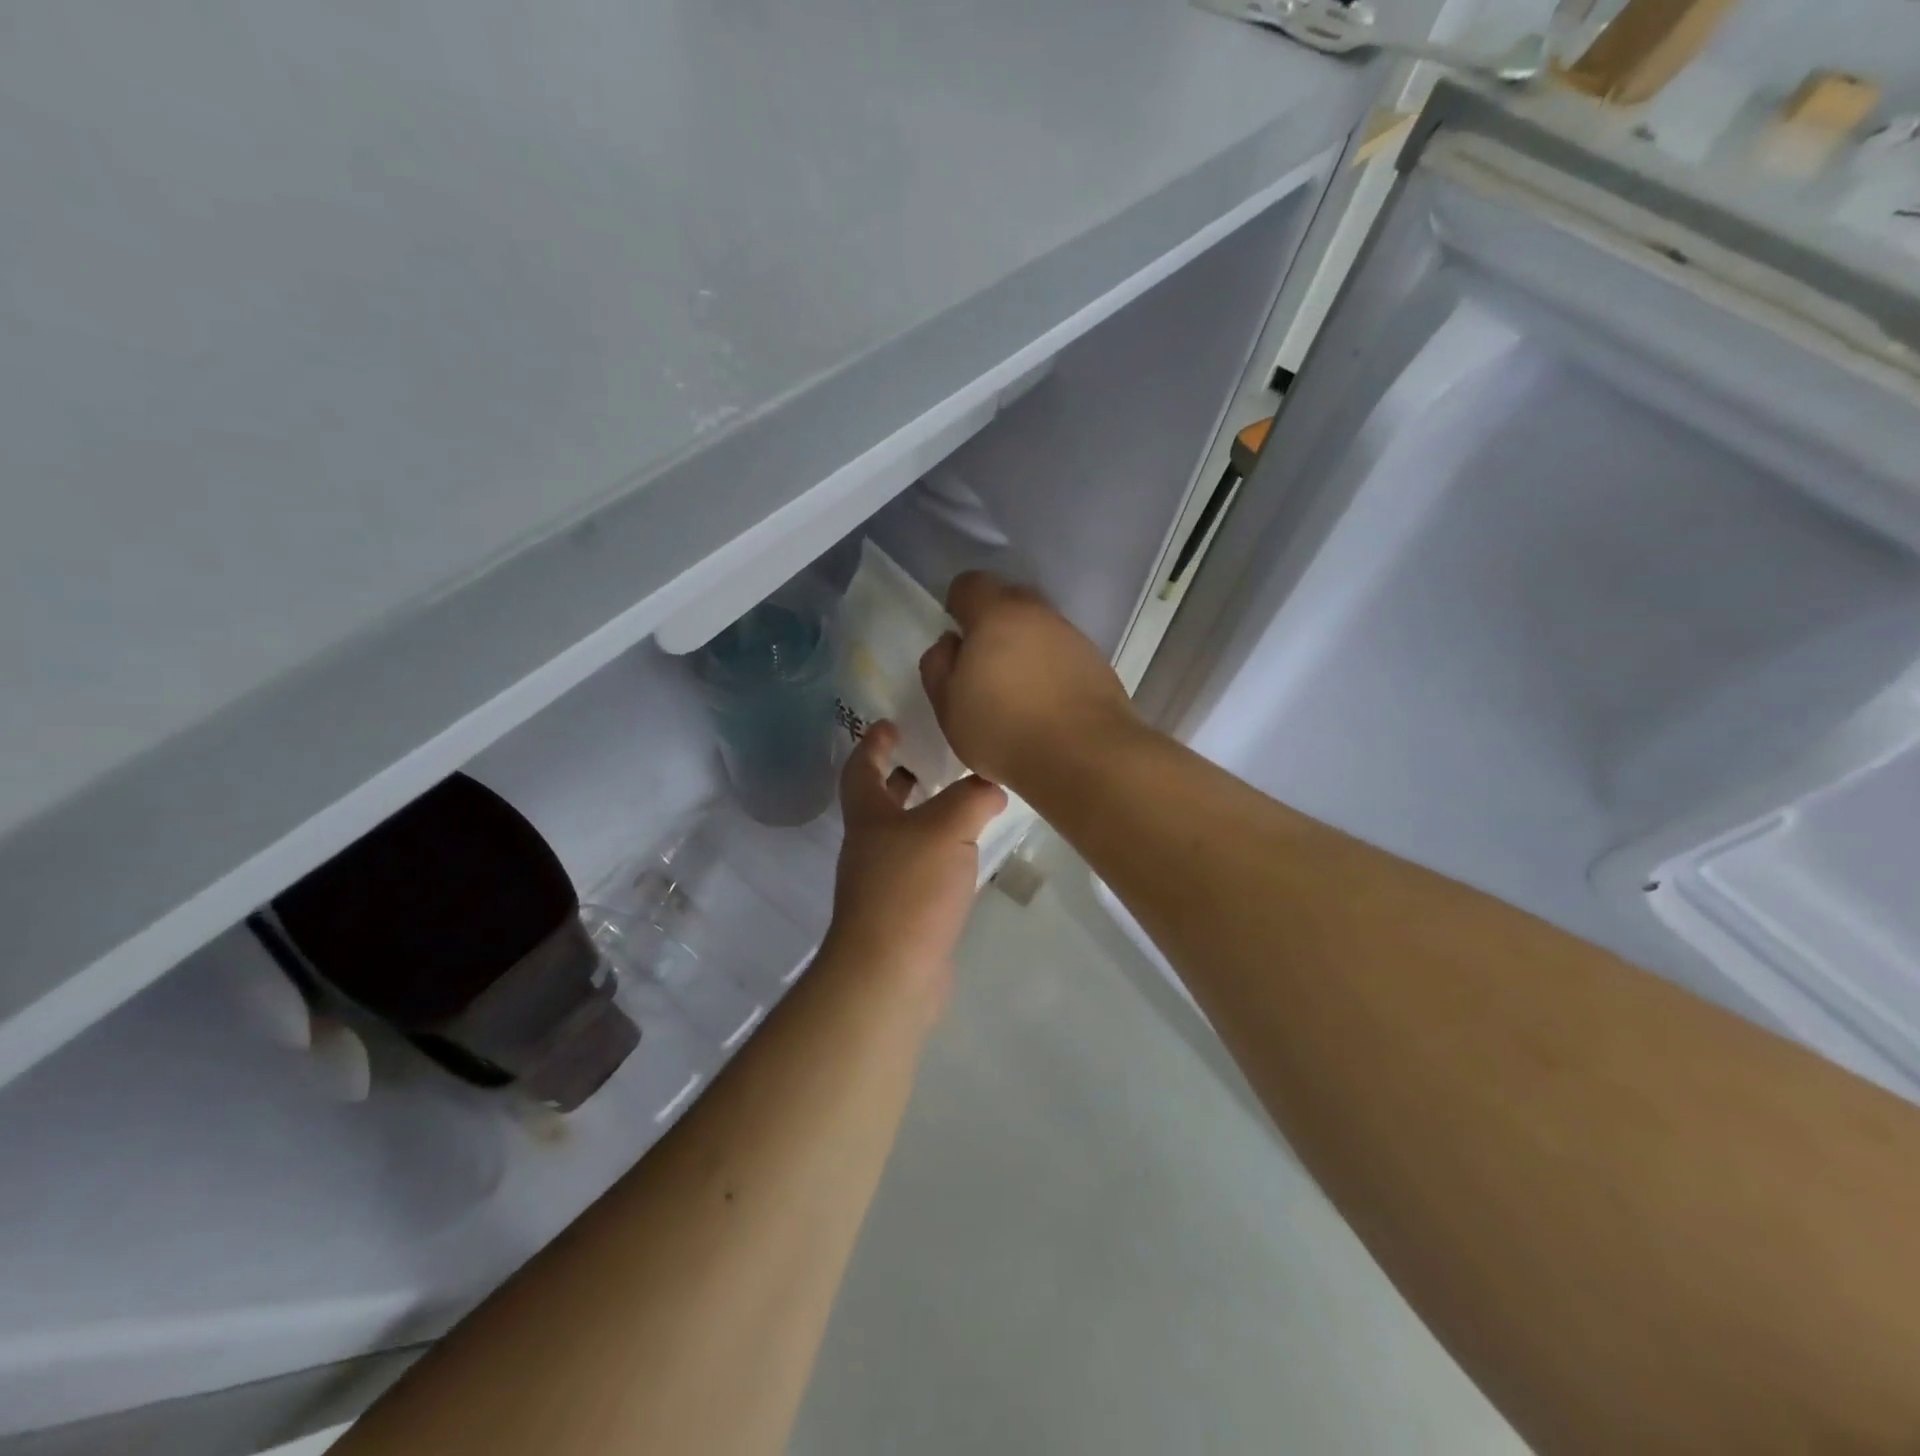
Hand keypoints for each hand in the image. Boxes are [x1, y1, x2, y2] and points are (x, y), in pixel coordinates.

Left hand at [826, 721, 1006, 1006]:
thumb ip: (973, 798)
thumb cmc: (910, 888)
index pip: (861, 768)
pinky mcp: (901, 913)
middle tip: (927, 758)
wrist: (891, 971)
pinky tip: (966, 854)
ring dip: (922, 816)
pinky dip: (938, 852)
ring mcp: (882, 883)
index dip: (872, 743)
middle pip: (878, 802)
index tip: (889, 723)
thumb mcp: (947, 827)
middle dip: (898, 777)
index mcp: (868, 816)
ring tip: (960, 802)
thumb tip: (992, 785)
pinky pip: (919, 869)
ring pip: (902, 836)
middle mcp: (869, 846)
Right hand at [918, 572, 1139, 795]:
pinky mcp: (1098, 664)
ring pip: (1040, 629)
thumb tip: (950, 644)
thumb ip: (938, 666)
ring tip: (1017, 692)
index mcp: (996, 615)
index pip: (970, 585)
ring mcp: (1073, 637)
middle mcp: (1039, 614)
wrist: (1084, 756)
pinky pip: (1064, 655)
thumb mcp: (948, 706)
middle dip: (993, 624)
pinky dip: (1051, 670)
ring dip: (1026, 649)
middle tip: (983, 666)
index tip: (956, 639)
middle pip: (1010, 601)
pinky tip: (1046, 705)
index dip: (957, 605)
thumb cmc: (1003, 730)